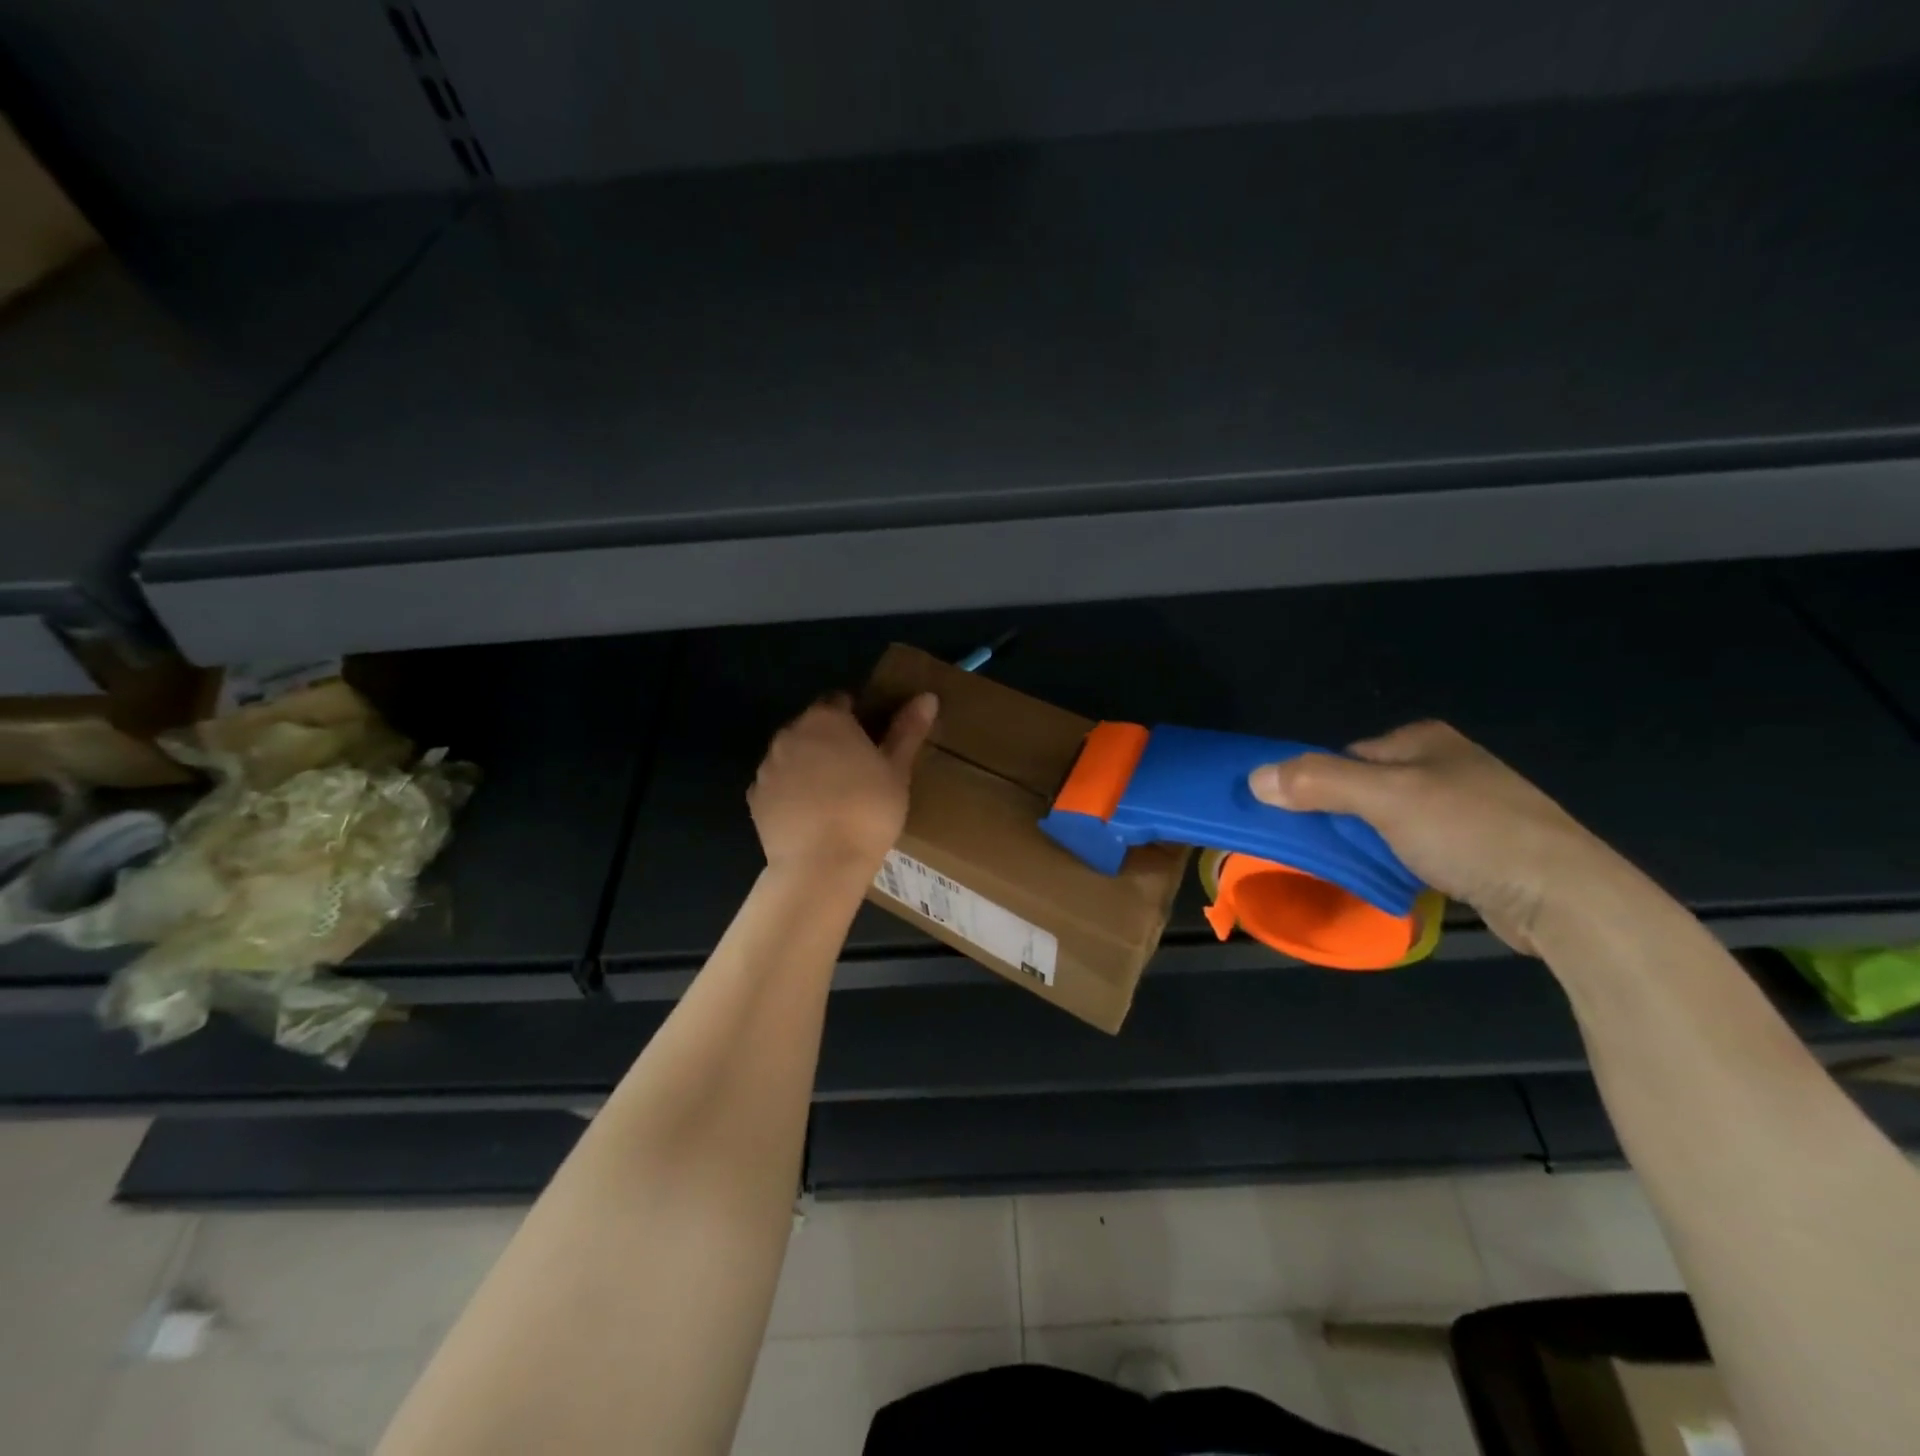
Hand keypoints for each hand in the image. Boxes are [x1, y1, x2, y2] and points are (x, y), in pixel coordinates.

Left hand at [749, 692, 937, 878]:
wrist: (821, 865)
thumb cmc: (868, 811)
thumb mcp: (897, 771)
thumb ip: (908, 730)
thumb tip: (927, 697)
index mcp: (826, 719)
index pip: (839, 702)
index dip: (856, 718)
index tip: (872, 743)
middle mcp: (790, 734)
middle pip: (812, 728)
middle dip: (830, 742)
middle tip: (857, 772)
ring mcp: (768, 766)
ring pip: (792, 756)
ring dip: (808, 765)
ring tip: (833, 797)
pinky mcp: (755, 798)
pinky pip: (777, 785)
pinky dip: (790, 793)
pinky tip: (810, 816)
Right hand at [1248, 721, 1623, 954]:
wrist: (1563, 896)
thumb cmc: (1470, 832)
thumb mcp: (1385, 799)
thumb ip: (1318, 782)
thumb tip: (1255, 778)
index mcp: (1423, 740)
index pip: (1343, 756)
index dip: (1315, 786)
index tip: (1296, 821)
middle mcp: (1443, 765)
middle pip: (1363, 788)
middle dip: (1339, 818)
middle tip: (1319, 850)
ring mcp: (1464, 806)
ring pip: (1388, 821)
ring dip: (1366, 844)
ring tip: (1352, 869)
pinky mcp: (1477, 846)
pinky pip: (1415, 847)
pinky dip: (1396, 861)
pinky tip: (1393, 880)